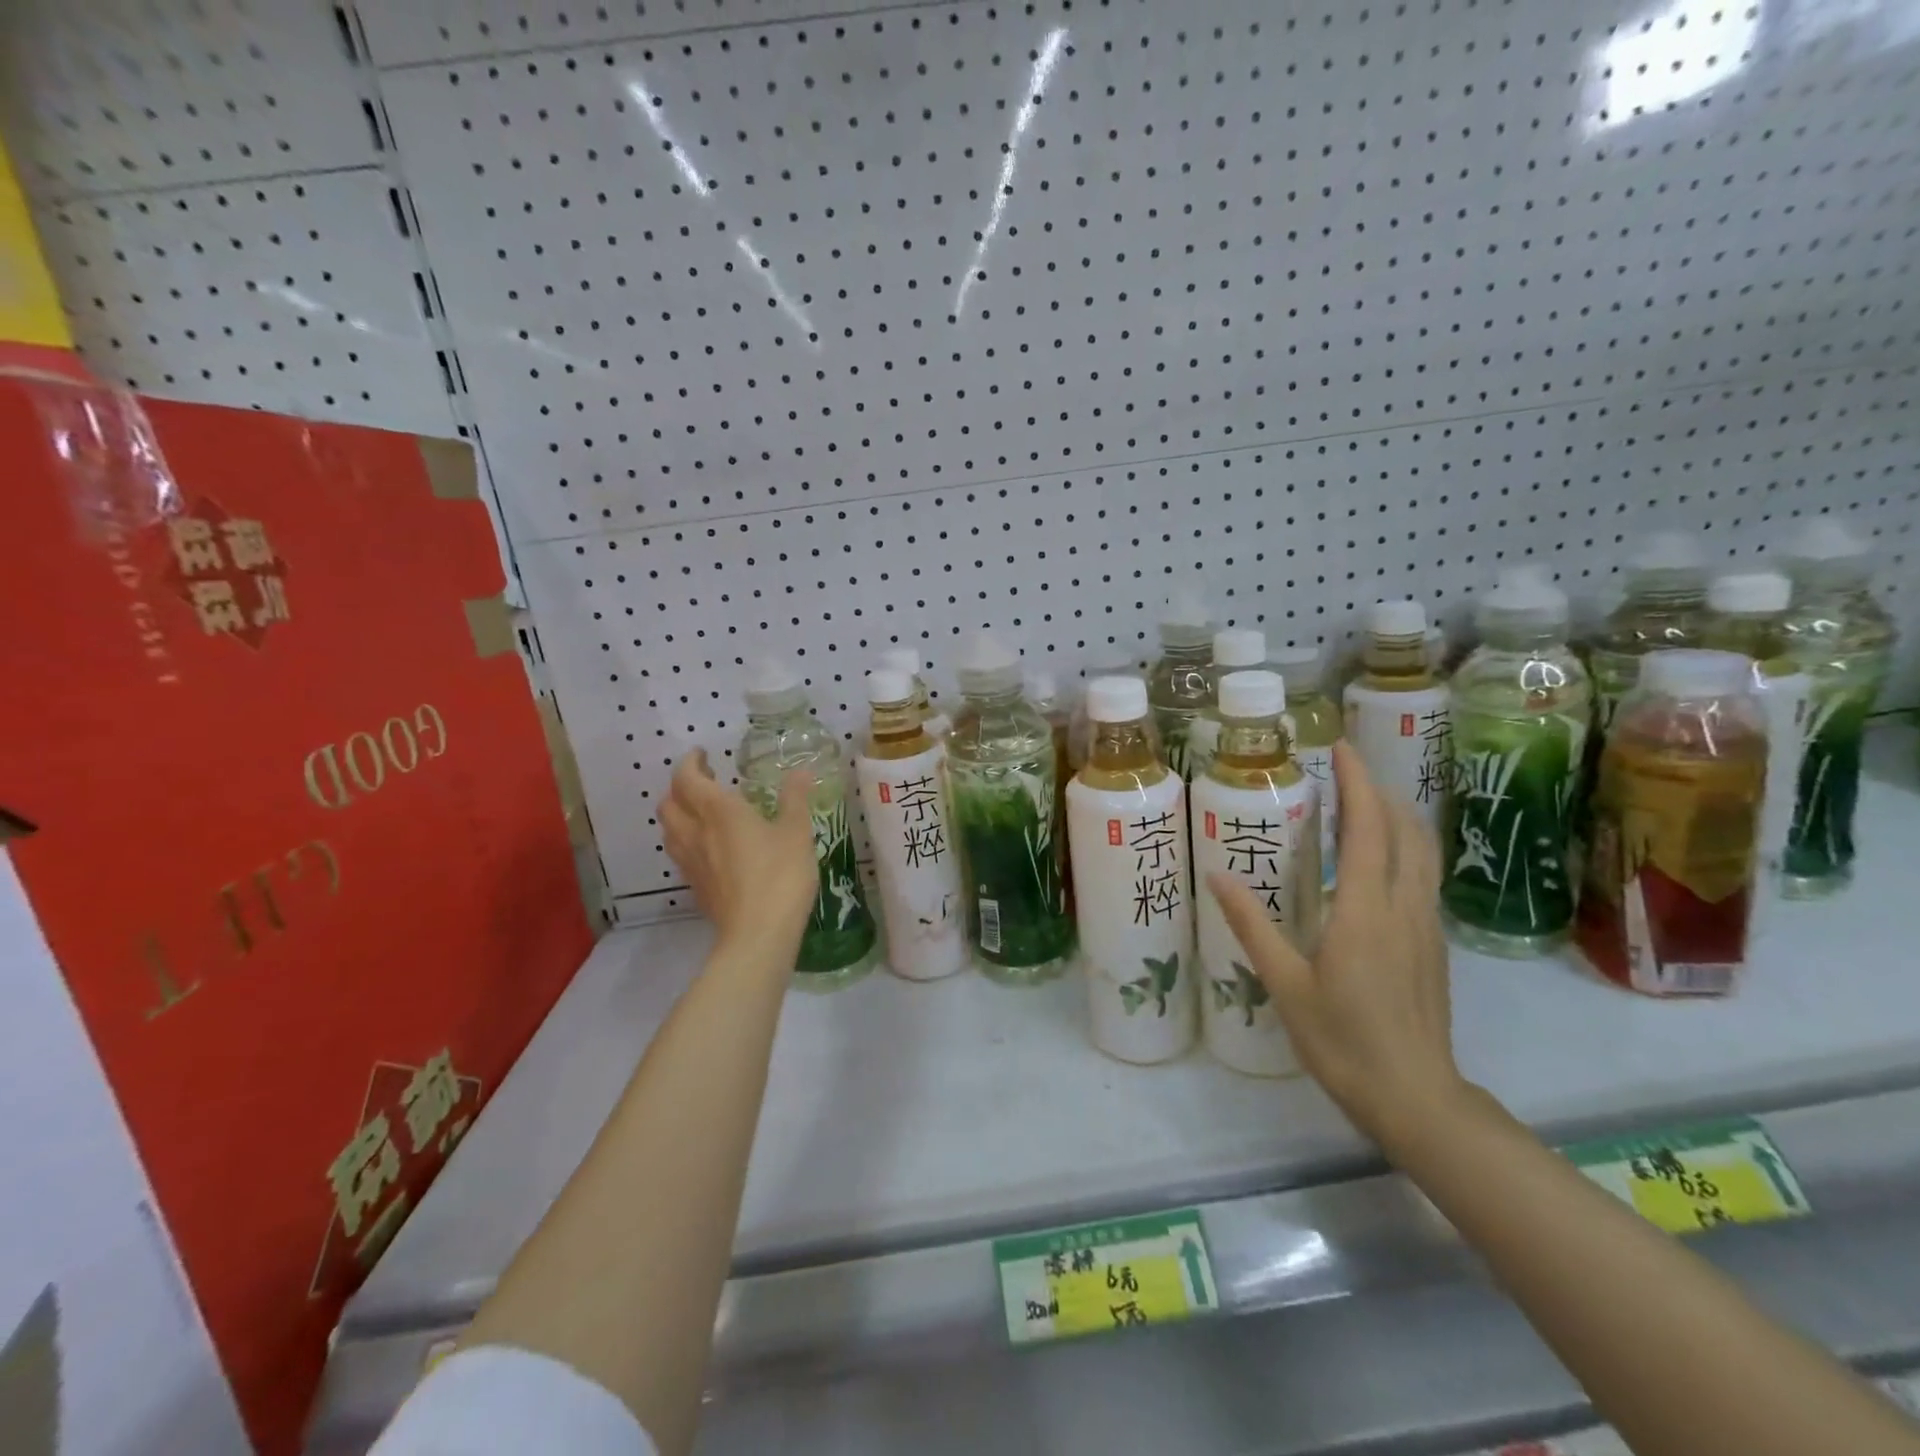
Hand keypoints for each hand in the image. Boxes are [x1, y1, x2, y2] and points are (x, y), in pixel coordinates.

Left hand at [661, 750, 816, 957]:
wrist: (758, 934)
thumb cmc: (780, 875)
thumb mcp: (797, 832)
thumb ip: (795, 799)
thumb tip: (800, 772)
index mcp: (719, 811)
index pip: (688, 778)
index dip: (691, 763)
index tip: (703, 754)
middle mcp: (696, 832)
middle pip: (669, 802)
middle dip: (681, 787)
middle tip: (705, 781)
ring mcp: (690, 862)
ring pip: (669, 829)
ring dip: (680, 813)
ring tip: (703, 812)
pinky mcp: (695, 886)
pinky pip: (680, 853)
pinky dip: (687, 839)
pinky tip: (711, 847)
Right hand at [1207, 740, 1468, 1154]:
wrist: (1417, 1099)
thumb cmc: (1343, 1040)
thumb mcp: (1285, 983)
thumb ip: (1251, 925)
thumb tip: (1217, 877)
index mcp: (1367, 910)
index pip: (1370, 828)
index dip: (1359, 783)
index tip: (1341, 749)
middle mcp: (1405, 906)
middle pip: (1407, 830)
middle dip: (1380, 792)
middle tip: (1345, 773)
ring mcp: (1426, 926)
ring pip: (1423, 853)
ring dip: (1398, 818)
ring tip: (1362, 806)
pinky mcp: (1434, 946)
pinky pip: (1423, 878)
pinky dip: (1404, 849)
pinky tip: (1378, 863)